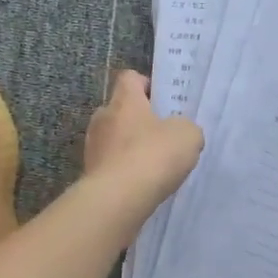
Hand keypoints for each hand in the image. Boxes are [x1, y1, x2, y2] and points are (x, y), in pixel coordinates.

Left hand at [83, 71, 203, 207]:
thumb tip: (179, 132)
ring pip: (113, 138)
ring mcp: (92, 146)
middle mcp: (102, 117)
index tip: (161, 100)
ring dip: (129, 146)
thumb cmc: (152, 156)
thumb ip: (185, 128)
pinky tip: (140, 183)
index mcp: (124, 100)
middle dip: (138, 119)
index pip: (129, 78)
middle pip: (119, 110)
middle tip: (161, 134)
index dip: (145, 84)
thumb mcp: (187, 136)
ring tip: (152, 163)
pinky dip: (123, 170)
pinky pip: (110, 164)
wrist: (118, 199)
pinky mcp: (90, 173)